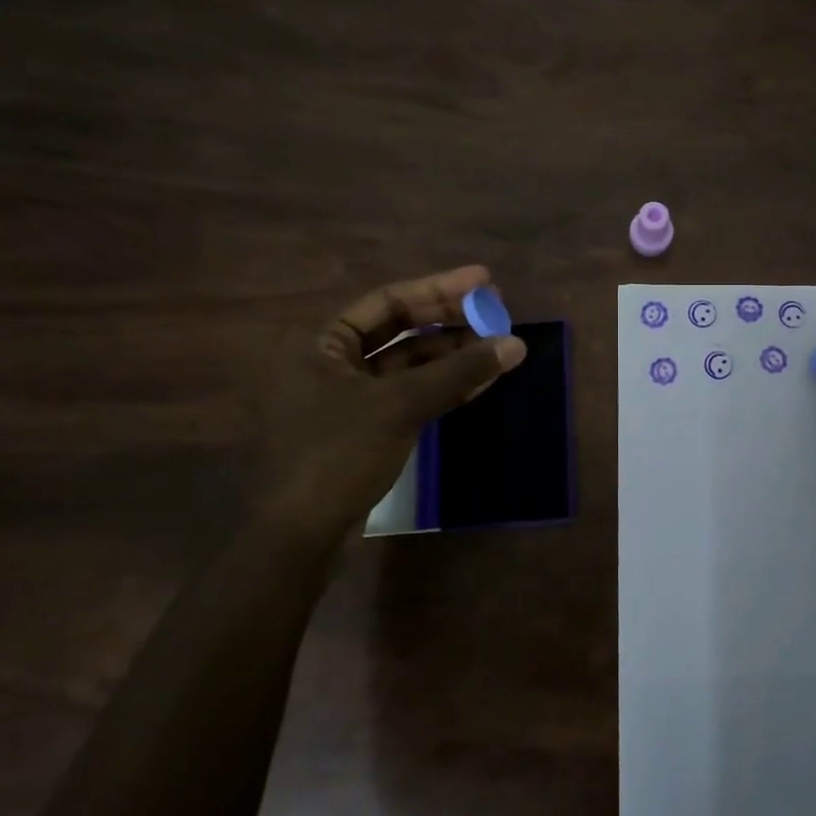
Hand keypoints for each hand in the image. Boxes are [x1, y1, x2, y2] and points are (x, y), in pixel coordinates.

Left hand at [256, 266, 525, 541]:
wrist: (300, 534)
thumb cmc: (338, 455)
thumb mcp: (402, 406)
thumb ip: (459, 371)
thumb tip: (516, 344)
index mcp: (323, 344)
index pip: (388, 301)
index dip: (438, 289)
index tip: (482, 281)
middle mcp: (333, 363)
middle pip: (400, 329)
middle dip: (449, 320)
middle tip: (495, 310)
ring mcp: (351, 398)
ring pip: (410, 364)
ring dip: (452, 355)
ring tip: (497, 346)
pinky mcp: (367, 428)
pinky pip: (411, 394)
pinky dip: (443, 386)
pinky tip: (480, 381)